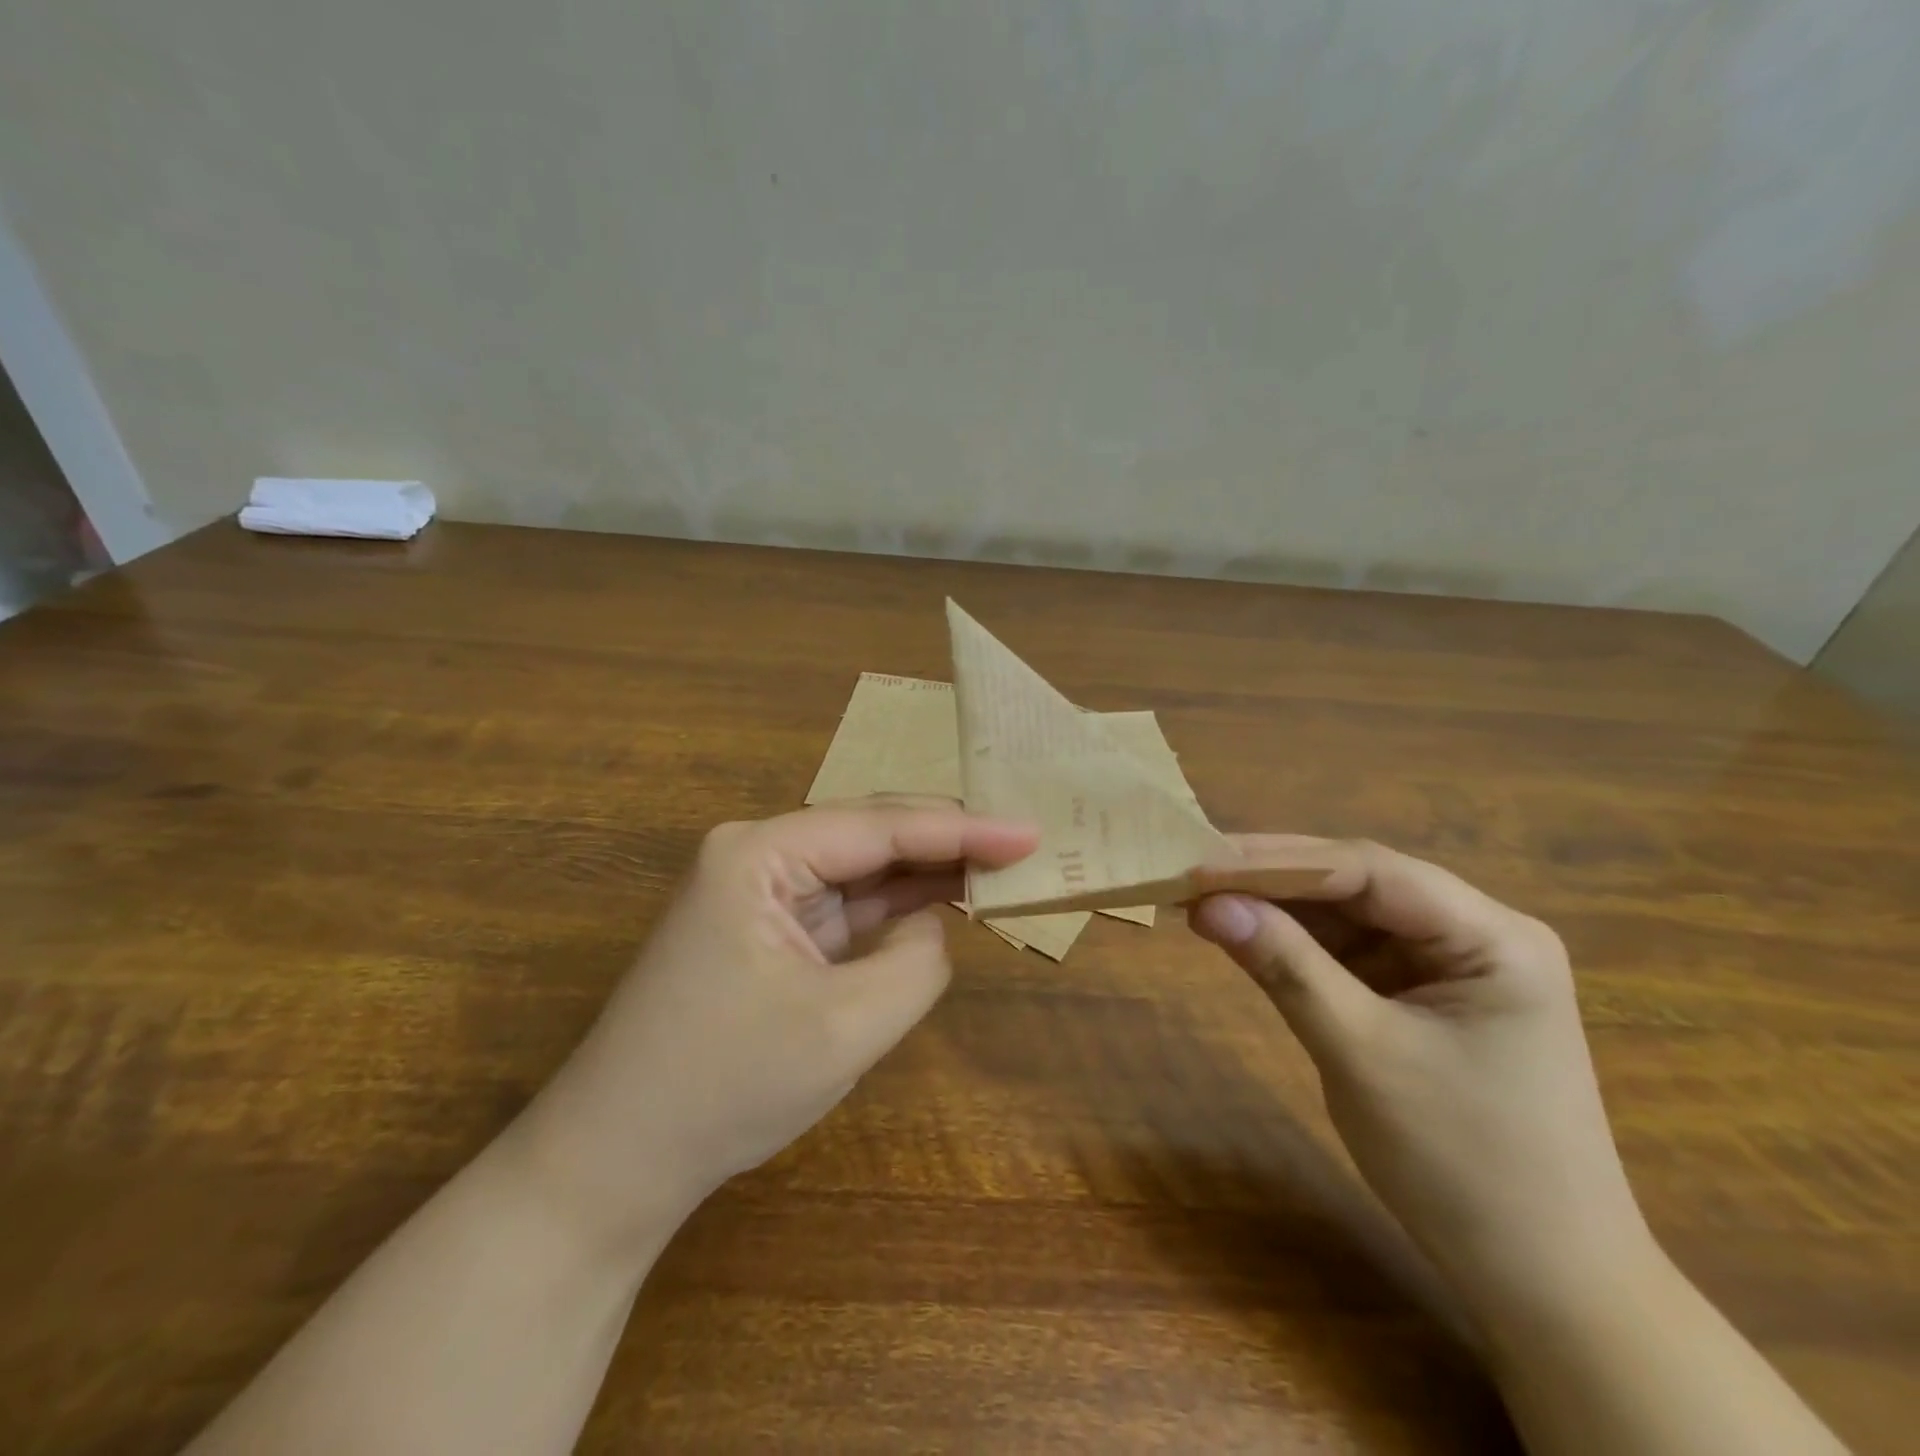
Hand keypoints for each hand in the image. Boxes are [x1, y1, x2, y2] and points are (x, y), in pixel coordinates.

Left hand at [513, 799, 1037, 1248]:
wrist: (616, 1160)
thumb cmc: (725, 1086)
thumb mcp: (844, 1027)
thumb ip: (915, 962)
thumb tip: (932, 924)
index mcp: (760, 854)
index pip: (880, 827)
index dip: (961, 828)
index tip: (1029, 830)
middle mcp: (757, 856)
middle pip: (870, 835)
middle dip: (945, 841)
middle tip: (1021, 842)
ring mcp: (760, 894)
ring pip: (861, 870)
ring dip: (923, 873)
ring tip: (997, 865)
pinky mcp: (768, 931)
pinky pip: (845, 908)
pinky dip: (894, 910)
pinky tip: (941, 902)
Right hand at [1190, 836, 1654, 1320]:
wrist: (1542, 1282)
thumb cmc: (1464, 1166)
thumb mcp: (1362, 1054)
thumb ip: (1286, 967)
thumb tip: (1207, 905)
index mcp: (1492, 937)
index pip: (1369, 872)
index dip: (1278, 861)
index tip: (1201, 862)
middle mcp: (1473, 932)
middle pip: (1357, 884)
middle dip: (1272, 878)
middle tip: (1191, 872)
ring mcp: (1445, 963)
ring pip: (1347, 914)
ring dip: (1276, 908)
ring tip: (1201, 898)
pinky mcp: (1419, 994)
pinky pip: (1347, 951)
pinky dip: (1293, 943)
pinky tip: (1244, 933)